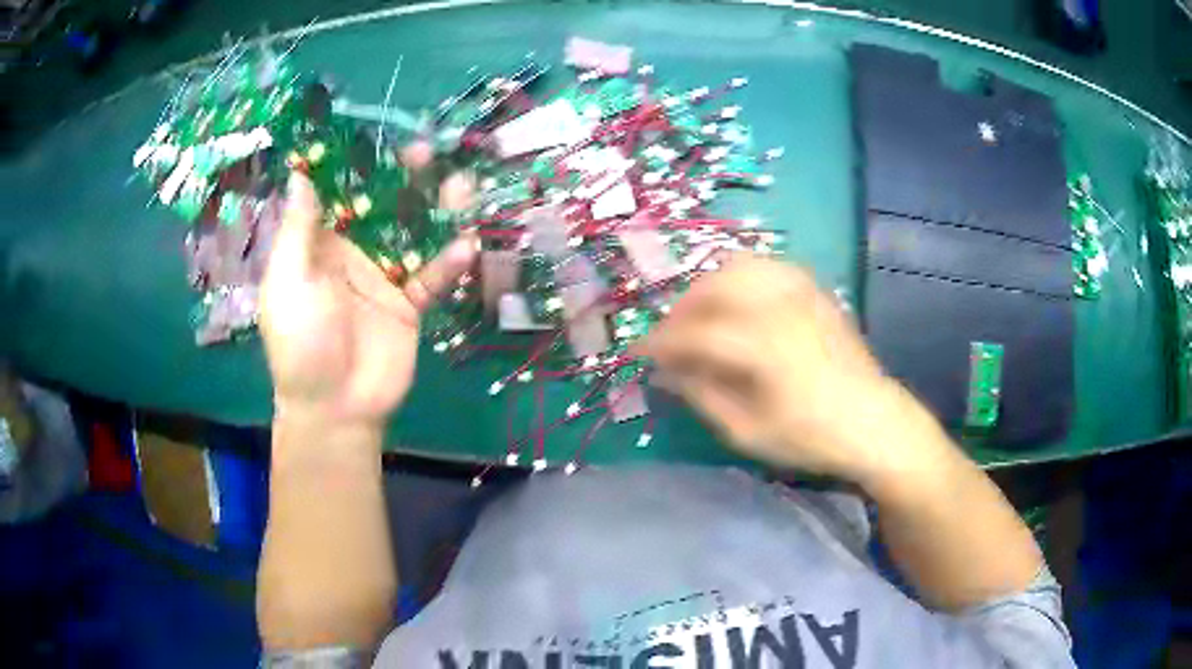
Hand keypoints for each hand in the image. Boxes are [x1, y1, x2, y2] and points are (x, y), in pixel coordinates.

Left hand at [259, 170, 476, 433]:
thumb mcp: (290, 281)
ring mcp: (385, 276)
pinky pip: (433, 276)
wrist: (335, 407)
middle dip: (404, 179)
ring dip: (438, 210)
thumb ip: (300, 228)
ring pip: (415, 233)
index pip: (339, 194)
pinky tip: (466, 248)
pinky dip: (450, 263)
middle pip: (383, 205)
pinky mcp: (411, 303)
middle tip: (426, 153)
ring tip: (462, 187)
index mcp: (319, 245)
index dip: (356, 164)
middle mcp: (353, 252)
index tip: (376, 134)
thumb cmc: (301, 342)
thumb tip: (299, 172)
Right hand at [636, 255, 929, 481]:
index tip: (639, 354)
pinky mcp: (814, 289)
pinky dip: (741, 277)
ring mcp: (800, 291)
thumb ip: (701, 394)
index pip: (694, 333)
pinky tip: (738, 303)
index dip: (660, 342)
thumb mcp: (746, 430)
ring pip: (738, 267)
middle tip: (670, 339)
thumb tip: (665, 371)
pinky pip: (767, 266)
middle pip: (712, 288)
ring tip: (701, 317)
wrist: (873, 421)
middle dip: (680, 311)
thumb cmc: (809, 436)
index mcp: (761, 345)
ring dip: (708, 288)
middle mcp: (778, 305)